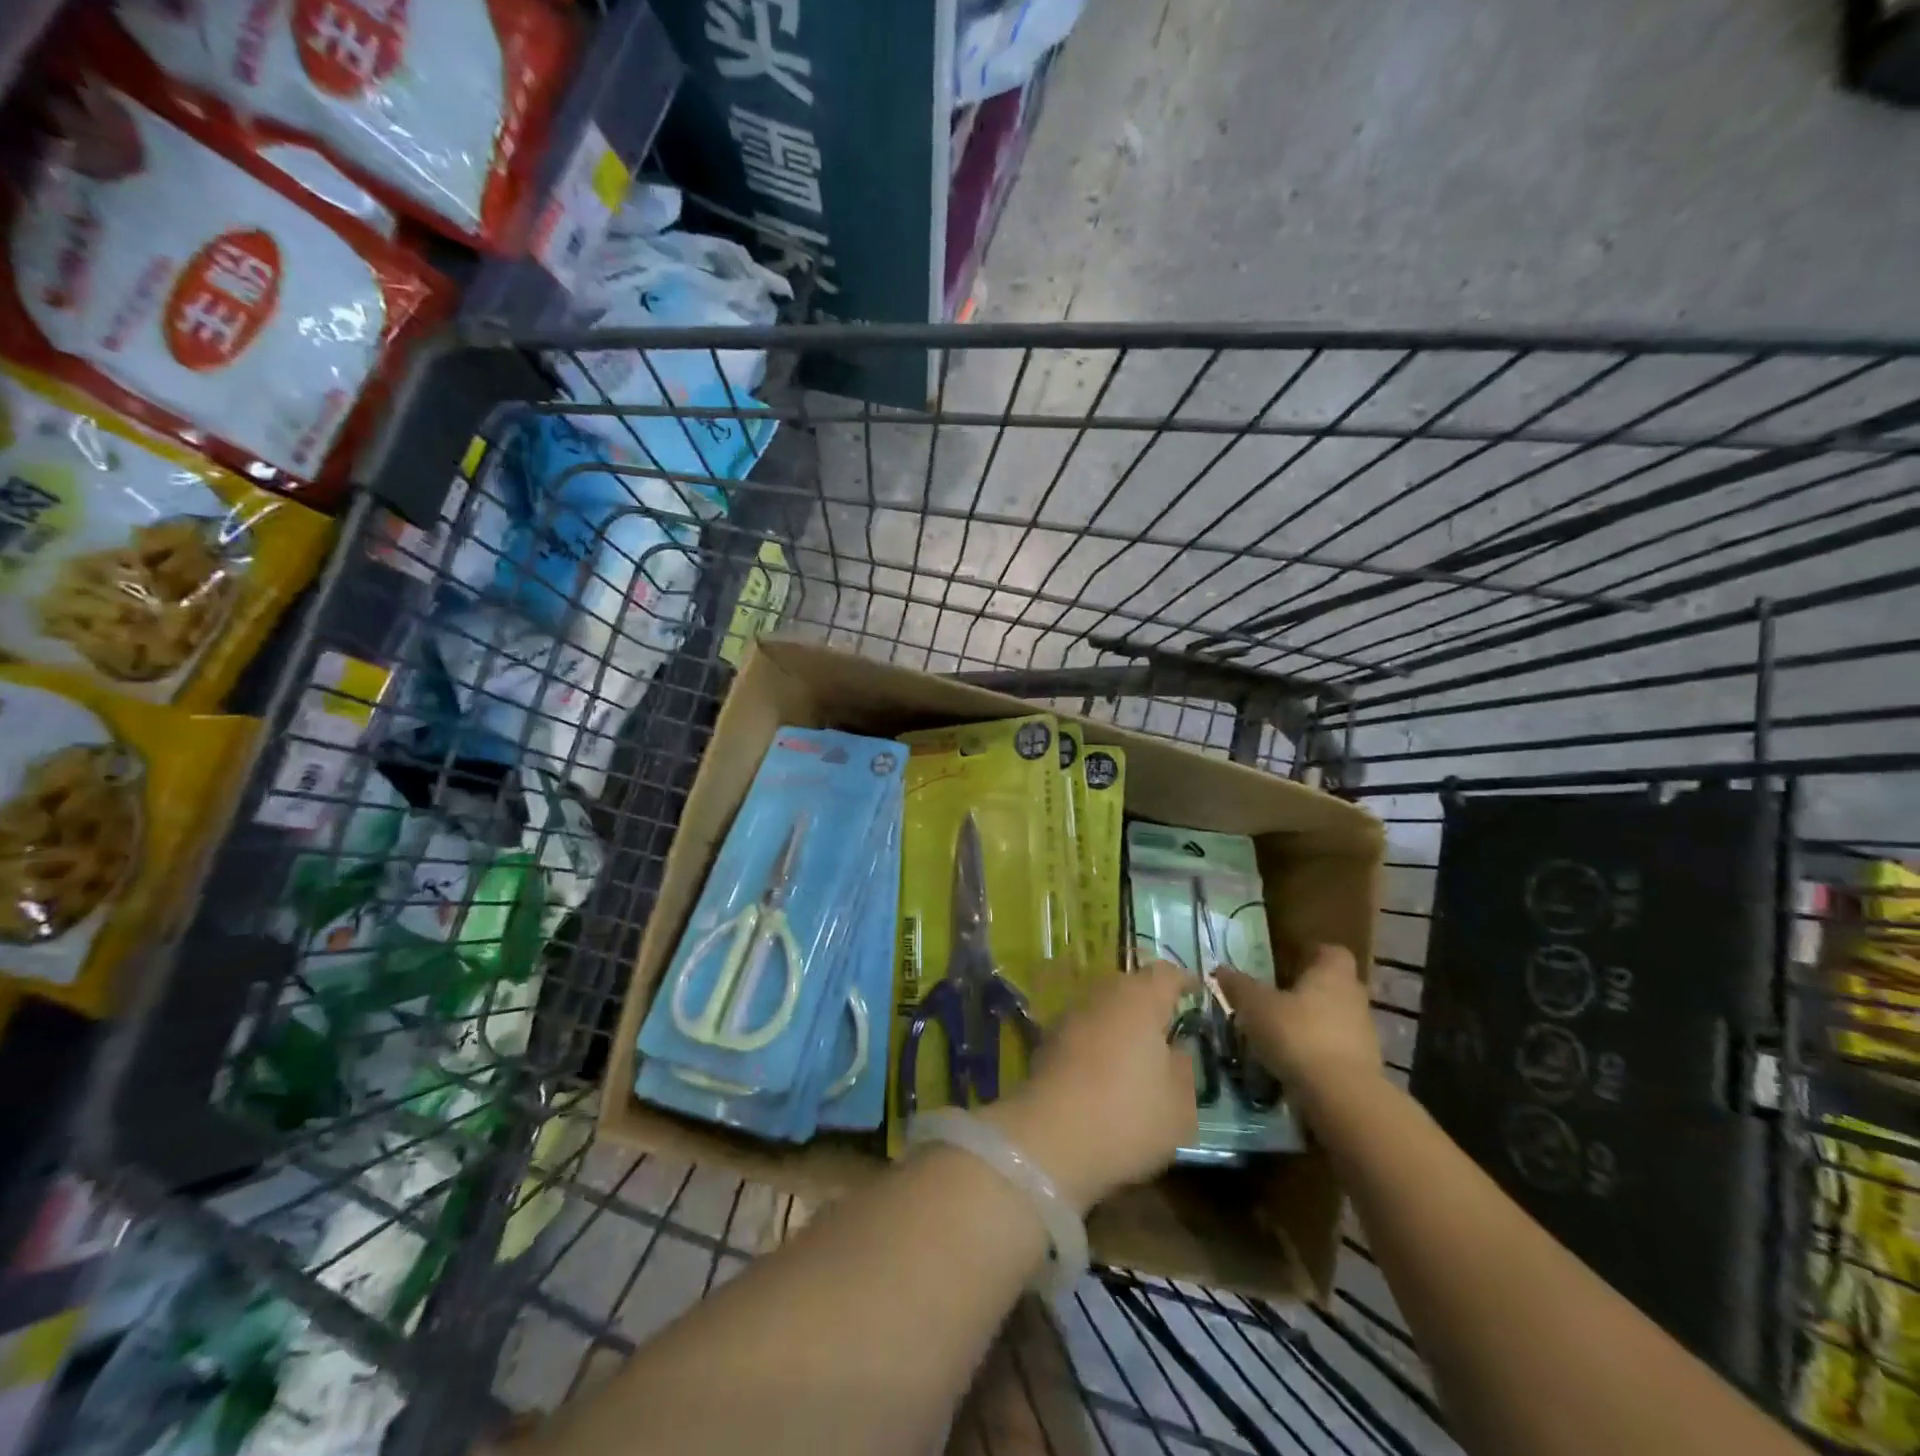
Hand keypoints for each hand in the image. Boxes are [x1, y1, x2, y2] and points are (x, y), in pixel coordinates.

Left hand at [984, 962, 1198, 1212]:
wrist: (1052, 1137)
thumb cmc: (1129, 1115)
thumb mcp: (1180, 1104)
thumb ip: (1185, 1069)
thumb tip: (1178, 1049)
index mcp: (1140, 999)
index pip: (1166, 974)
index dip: (1183, 981)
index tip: (1196, 992)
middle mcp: (1102, 995)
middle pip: (1130, 987)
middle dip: (1148, 1002)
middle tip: (1167, 1028)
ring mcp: (1069, 1015)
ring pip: (1103, 1008)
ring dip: (1119, 1023)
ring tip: (1136, 1053)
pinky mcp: (1046, 1040)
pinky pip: (1083, 1031)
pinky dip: (1096, 1043)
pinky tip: (1104, 1072)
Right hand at [1216, 945, 1380, 1113]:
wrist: (1341, 1096)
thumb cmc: (1297, 1034)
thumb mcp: (1255, 1006)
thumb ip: (1239, 985)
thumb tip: (1221, 969)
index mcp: (1332, 973)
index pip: (1331, 952)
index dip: (1311, 954)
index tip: (1287, 962)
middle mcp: (1354, 998)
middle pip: (1333, 986)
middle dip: (1308, 991)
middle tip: (1276, 998)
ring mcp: (1364, 1034)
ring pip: (1335, 1019)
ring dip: (1312, 1023)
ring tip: (1279, 1033)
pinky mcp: (1364, 1068)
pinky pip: (1336, 1049)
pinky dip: (1317, 1052)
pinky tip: (1292, 1062)